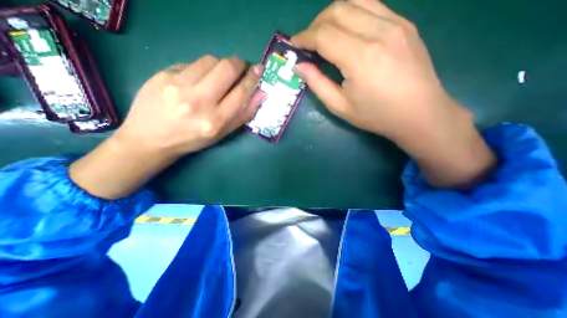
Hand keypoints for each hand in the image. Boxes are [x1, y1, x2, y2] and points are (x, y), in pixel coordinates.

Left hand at [69, 54, 263, 197]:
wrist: (152, 138)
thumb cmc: (193, 139)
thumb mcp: (222, 133)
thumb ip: (243, 114)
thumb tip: (260, 93)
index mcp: (215, 121)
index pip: (241, 93)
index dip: (252, 78)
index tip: (258, 68)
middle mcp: (199, 101)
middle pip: (227, 69)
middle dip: (239, 63)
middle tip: (242, 66)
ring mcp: (179, 85)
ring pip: (210, 60)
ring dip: (221, 64)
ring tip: (219, 75)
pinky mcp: (163, 74)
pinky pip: (192, 63)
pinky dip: (202, 68)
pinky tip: (198, 79)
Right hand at [292, 0, 497, 187]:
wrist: (419, 113)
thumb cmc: (376, 115)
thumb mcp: (340, 106)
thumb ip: (317, 83)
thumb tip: (299, 66)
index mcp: (360, 57)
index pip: (323, 35)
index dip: (304, 38)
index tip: (293, 45)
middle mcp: (378, 32)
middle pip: (337, 10)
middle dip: (315, 24)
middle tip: (308, 43)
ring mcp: (396, 23)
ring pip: (354, 1)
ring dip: (332, 16)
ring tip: (324, 36)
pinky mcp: (404, 23)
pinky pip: (371, 6)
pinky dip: (351, 14)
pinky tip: (347, 33)